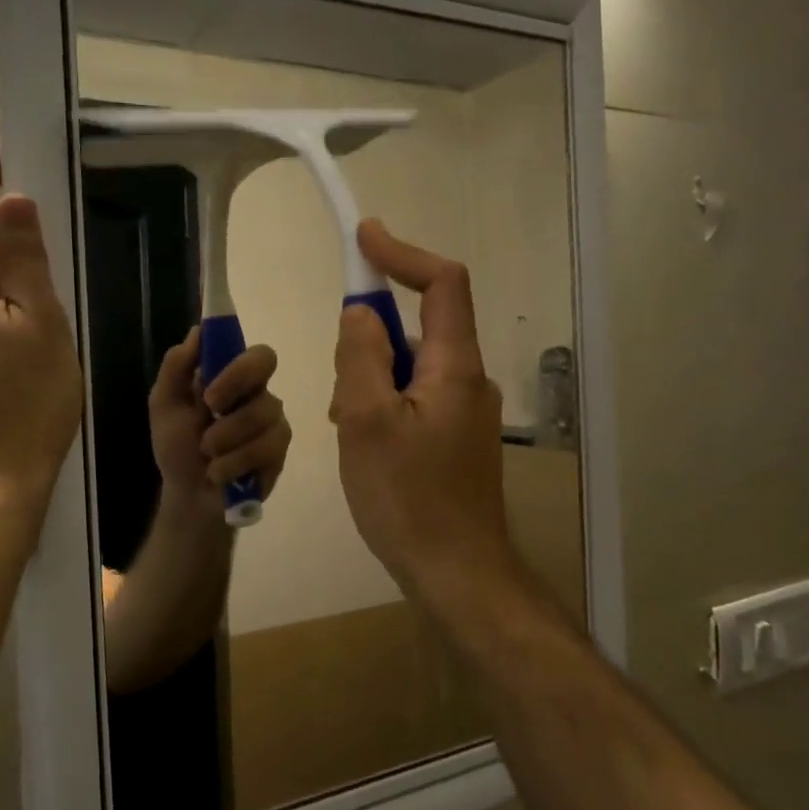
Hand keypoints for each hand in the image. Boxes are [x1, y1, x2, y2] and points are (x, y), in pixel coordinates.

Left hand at [149, 326, 291, 520]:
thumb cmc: (177, 448)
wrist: (189, 498)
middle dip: (234, 388)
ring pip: (262, 413)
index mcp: (230, 376)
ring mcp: (272, 421)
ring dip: (225, 438)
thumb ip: (177, 366)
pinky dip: (234, 463)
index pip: (251, 349)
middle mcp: (257, 392)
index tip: (209, 391)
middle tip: (209, 414)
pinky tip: (220, 473)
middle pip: (266, 364)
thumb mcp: (164, 405)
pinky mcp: (279, 452)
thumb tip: (198, 332)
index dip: (236, 363)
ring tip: (207, 456)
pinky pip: (266, 447)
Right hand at [330, 221, 522, 611]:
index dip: (403, 254)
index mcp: (455, 366)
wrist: (456, 573)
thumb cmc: (408, 497)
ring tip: (347, 430)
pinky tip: (365, 449)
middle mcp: (469, 381)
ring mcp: (466, 414)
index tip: (364, 236)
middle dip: (372, 340)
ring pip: (411, 370)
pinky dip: (384, 406)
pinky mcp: (456, 441)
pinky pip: (415, 401)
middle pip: (421, 328)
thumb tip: (360, 314)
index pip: (443, 283)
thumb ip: (361, 356)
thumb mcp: (366, 420)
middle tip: (339, 389)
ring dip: (372, 380)